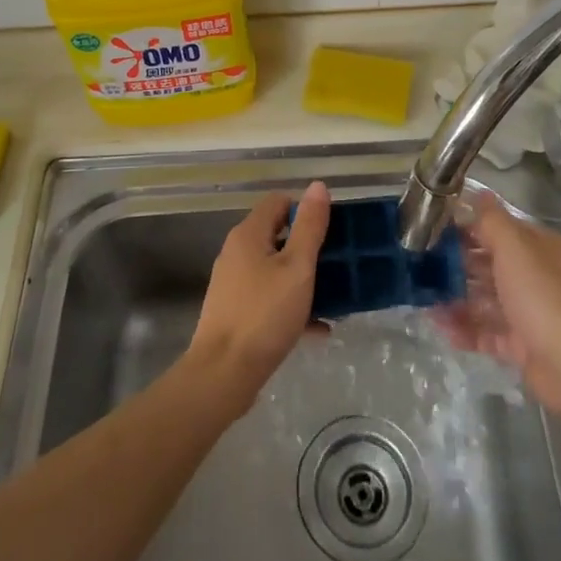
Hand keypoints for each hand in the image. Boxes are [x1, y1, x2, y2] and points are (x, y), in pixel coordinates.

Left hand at [188, 181, 331, 409]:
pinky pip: (269, 297)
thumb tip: (317, 186)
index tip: (331, 231)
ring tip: (334, 297)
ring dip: (304, 279)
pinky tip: (318, 328)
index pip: (278, 202)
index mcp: (249, 234)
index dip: (305, 209)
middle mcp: (237, 252)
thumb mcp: (297, 268)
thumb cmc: (264, 315)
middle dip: (308, 247)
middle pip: (277, 235)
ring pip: (275, 269)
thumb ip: (309, 227)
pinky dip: (292, 305)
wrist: (223, 374)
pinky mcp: (235, 311)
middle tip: (338, 263)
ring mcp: (234, 283)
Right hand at [437, 191, 560, 417]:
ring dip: (456, 299)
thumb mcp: (515, 248)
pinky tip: (440, 327)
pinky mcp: (522, 346)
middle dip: (456, 266)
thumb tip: (479, 193)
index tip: (433, 231)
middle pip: (489, 265)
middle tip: (420, 267)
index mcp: (539, 248)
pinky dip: (465, 330)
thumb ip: (492, 221)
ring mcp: (529, 313)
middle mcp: (536, 276)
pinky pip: (488, 333)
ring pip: (485, 300)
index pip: (498, 230)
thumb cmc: (543, 296)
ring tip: (423, 300)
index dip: (466, 228)